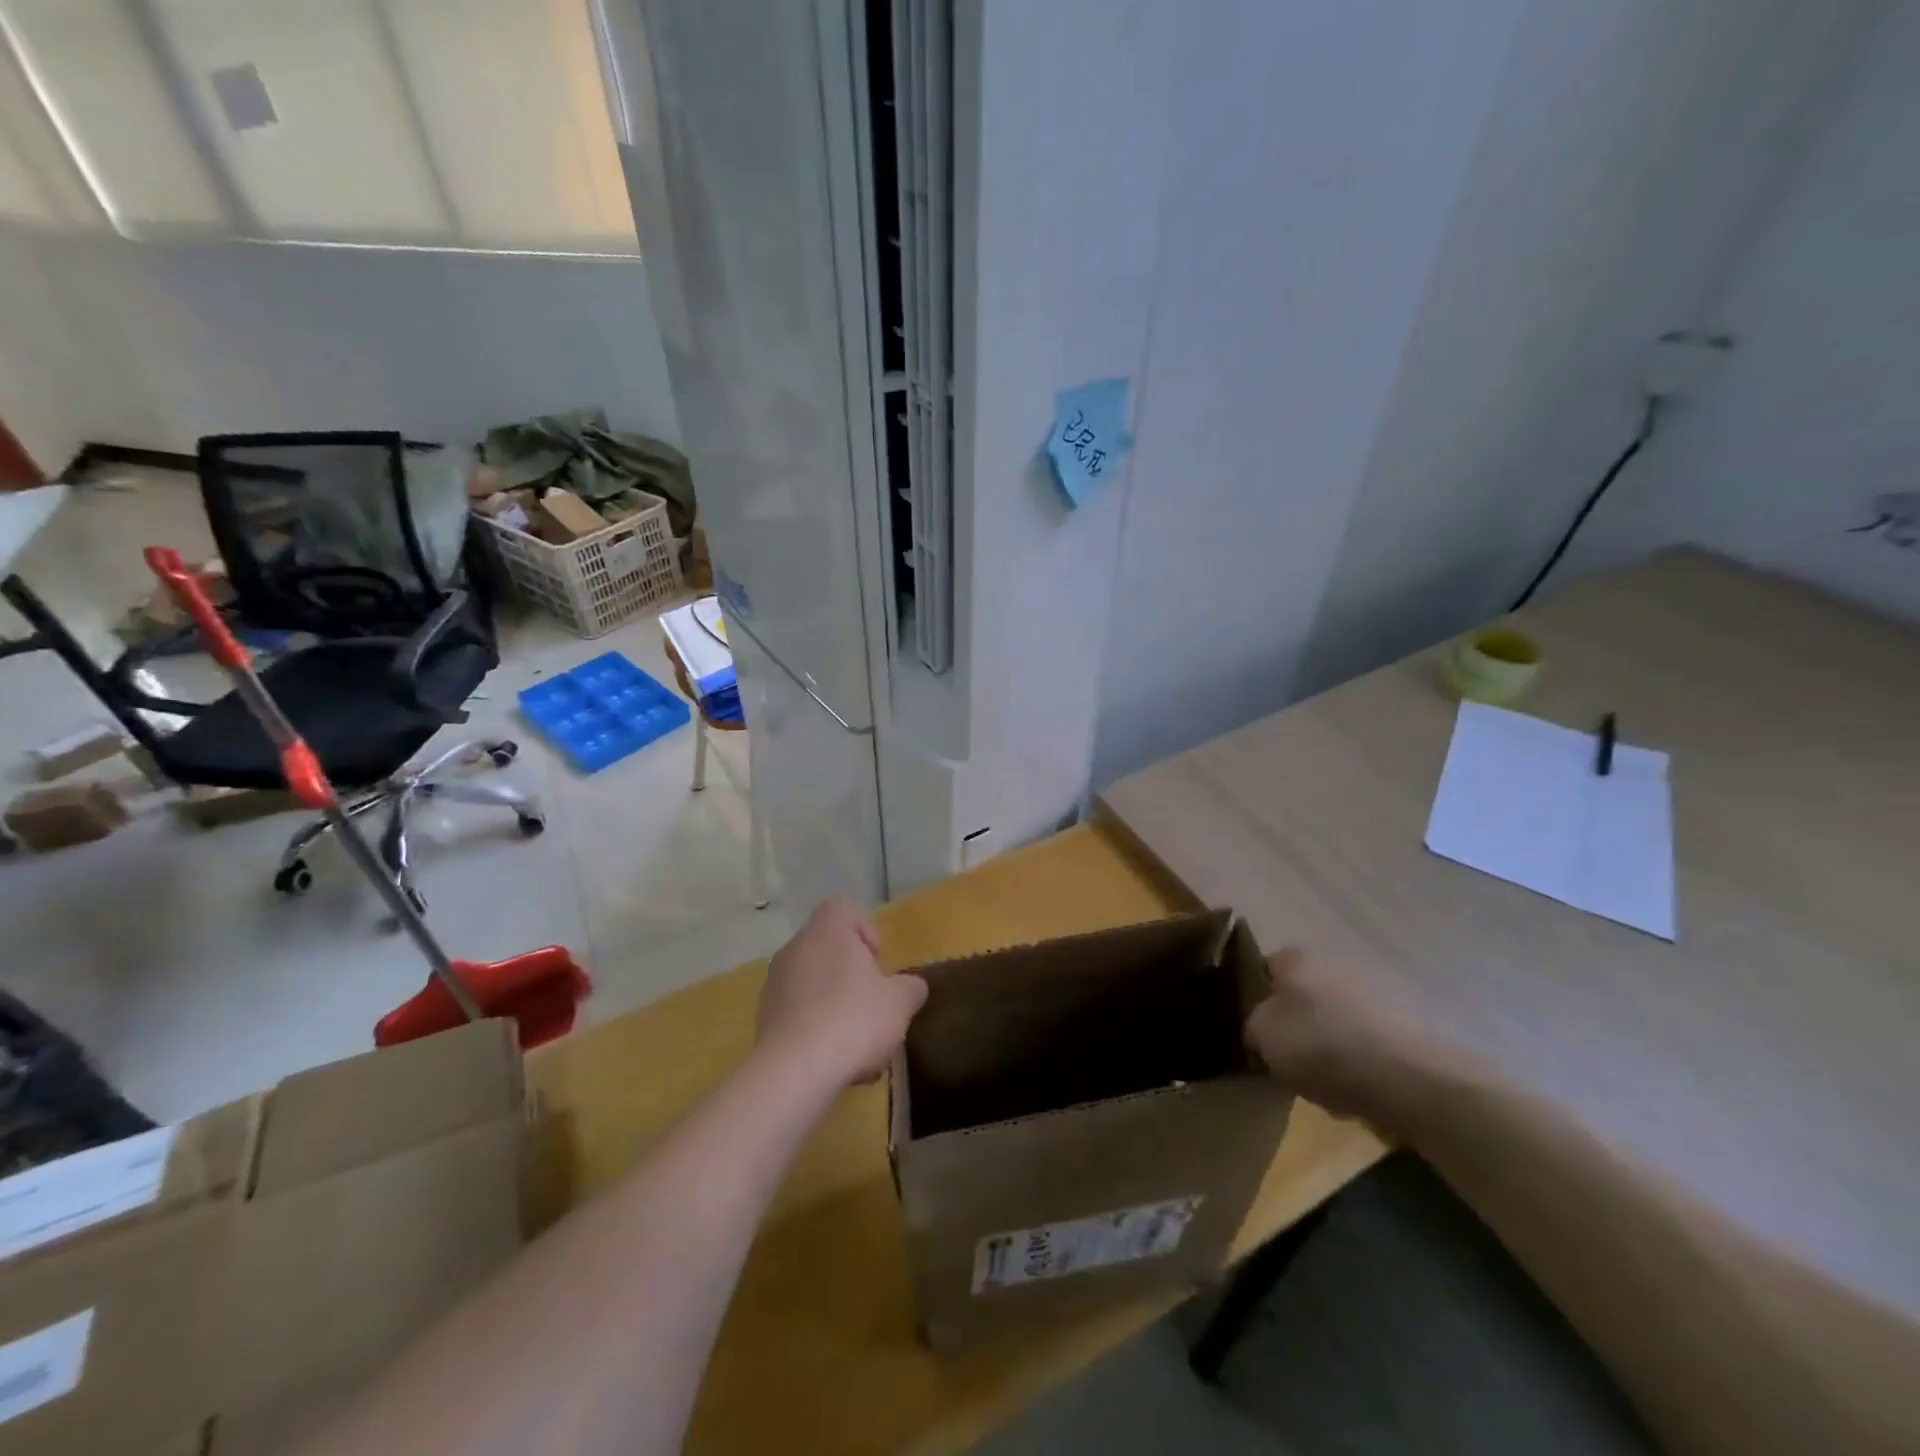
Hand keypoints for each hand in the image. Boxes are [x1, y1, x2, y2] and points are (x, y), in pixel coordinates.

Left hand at [756, 898, 927, 1088]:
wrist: (795, 1072)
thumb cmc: (853, 1019)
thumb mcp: (900, 1002)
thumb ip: (911, 988)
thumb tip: (912, 987)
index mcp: (827, 931)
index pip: (842, 909)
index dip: (864, 929)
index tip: (876, 962)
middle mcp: (795, 949)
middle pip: (829, 951)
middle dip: (853, 978)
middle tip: (873, 1006)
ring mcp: (774, 984)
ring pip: (814, 986)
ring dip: (837, 1008)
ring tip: (859, 1047)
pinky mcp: (764, 1019)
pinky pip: (799, 1015)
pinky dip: (818, 1031)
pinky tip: (835, 1063)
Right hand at [1244, 948, 1435, 1120]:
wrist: (1413, 1080)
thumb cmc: (1323, 1046)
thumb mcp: (1262, 1036)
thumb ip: (1251, 1025)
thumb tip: (1260, 1029)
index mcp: (1296, 957)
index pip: (1262, 969)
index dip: (1252, 999)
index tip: (1251, 1030)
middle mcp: (1334, 963)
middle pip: (1301, 994)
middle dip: (1293, 1023)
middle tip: (1283, 1059)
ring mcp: (1374, 992)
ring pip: (1333, 1019)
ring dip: (1326, 1043)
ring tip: (1321, 1081)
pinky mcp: (1404, 1026)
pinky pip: (1364, 1043)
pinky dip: (1357, 1061)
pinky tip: (1355, 1088)